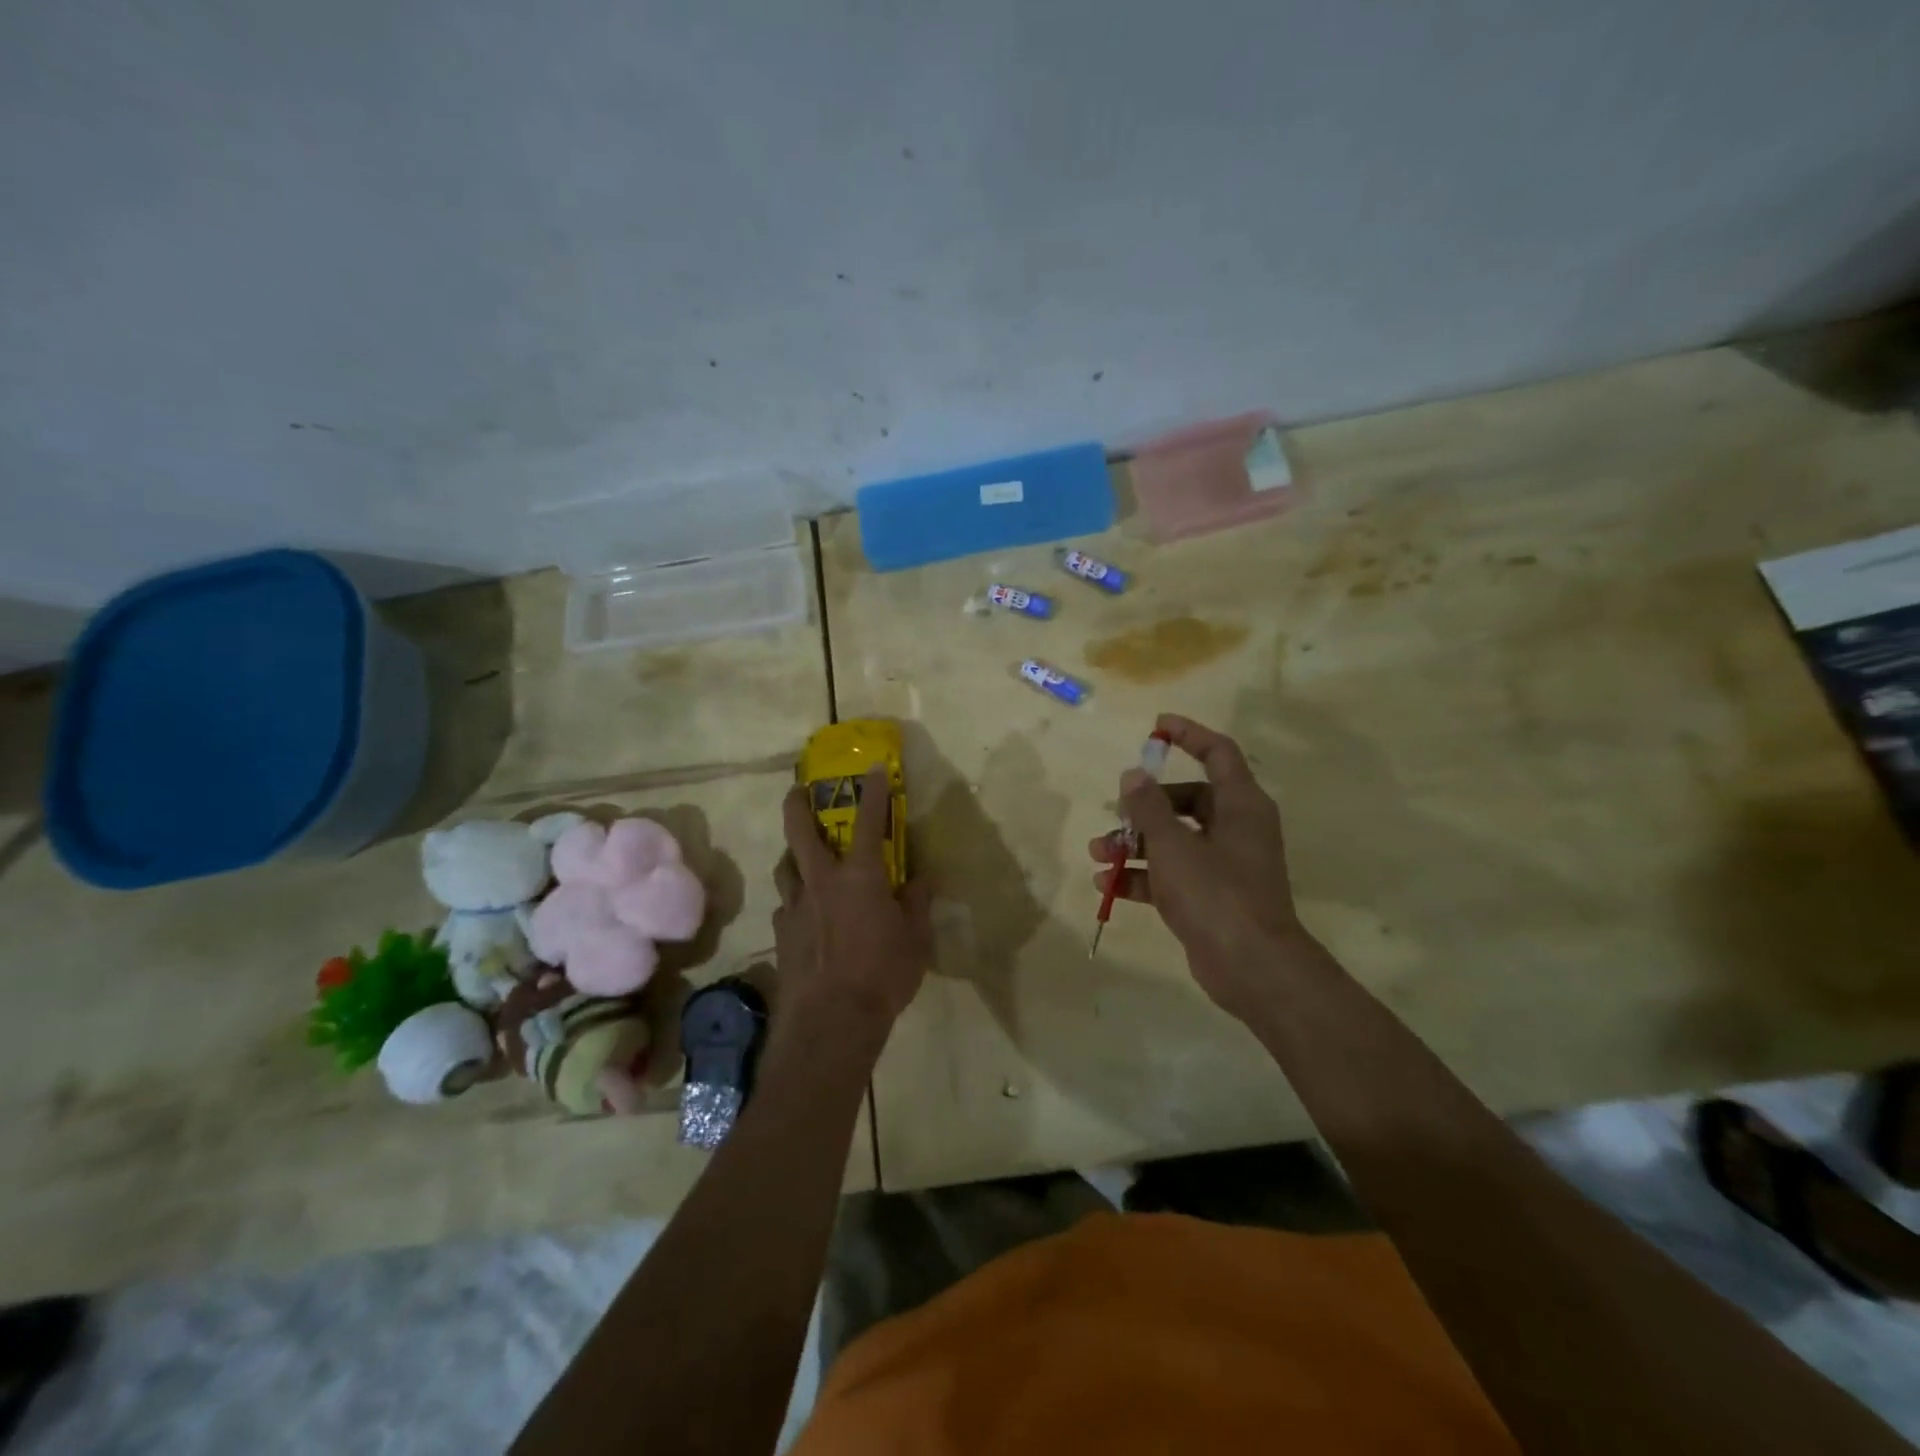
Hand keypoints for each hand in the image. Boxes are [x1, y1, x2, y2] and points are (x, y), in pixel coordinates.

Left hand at [775, 767, 931, 1044]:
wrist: (832, 1020)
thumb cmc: (883, 974)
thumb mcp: (915, 939)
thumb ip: (916, 903)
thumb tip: (921, 880)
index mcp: (860, 876)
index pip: (869, 821)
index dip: (873, 792)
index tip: (872, 768)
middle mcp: (821, 881)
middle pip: (800, 831)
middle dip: (797, 804)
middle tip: (798, 791)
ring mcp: (795, 907)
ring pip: (785, 867)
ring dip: (792, 855)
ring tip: (800, 856)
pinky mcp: (780, 934)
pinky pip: (784, 906)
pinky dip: (794, 900)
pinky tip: (802, 913)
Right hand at [1087, 714, 1306, 1022]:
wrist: (1252, 968)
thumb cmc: (1216, 894)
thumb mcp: (1173, 845)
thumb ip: (1149, 808)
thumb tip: (1133, 775)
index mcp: (1240, 805)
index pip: (1217, 753)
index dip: (1188, 735)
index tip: (1156, 727)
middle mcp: (1235, 829)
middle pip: (1186, 800)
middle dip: (1144, 806)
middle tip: (1116, 814)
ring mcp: (1224, 865)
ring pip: (1174, 839)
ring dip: (1134, 843)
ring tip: (1097, 853)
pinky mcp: (1210, 897)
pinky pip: (1171, 874)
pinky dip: (1142, 875)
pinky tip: (1107, 884)